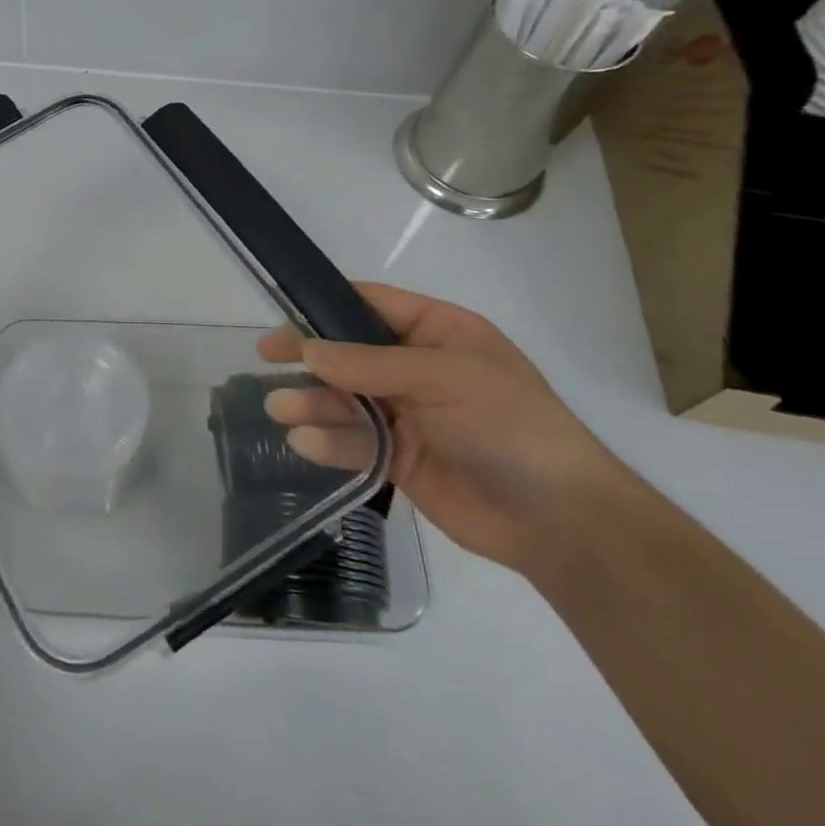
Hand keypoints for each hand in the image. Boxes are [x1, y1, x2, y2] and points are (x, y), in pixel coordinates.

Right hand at [258, 282, 622, 575]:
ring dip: (311, 402)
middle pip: (349, 353)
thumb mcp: (443, 378)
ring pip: (345, 399)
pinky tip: (306, 442)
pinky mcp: (398, 457)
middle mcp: (417, 368)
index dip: (326, 306)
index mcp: (438, 333)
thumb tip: (308, 349)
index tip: (284, 315)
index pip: (372, 305)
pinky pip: (353, 441)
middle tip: (265, 358)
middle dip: (309, 357)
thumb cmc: (509, 426)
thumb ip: (370, 364)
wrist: (559, 521)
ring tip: (280, 409)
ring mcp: (407, 414)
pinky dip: (328, 440)